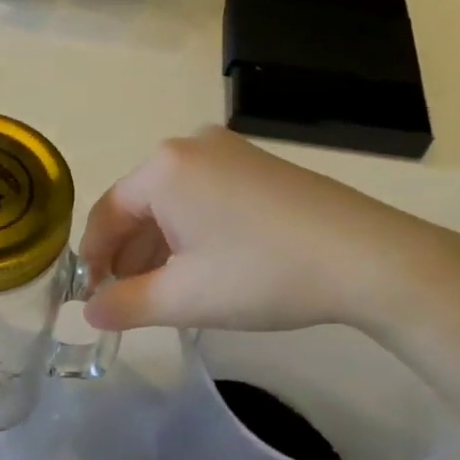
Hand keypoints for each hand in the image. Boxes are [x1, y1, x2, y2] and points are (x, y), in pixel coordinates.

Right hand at [80, 127, 459, 335]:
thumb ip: (124, 306)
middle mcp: (192, 146)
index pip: (107, 214)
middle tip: (128, 300)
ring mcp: (231, 151)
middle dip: (129, 255)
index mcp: (163, 168)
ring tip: (164, 291)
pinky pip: (205, 197)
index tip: (91, 297)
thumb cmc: (261, 275)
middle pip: (140, 205)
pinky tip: (203, 268)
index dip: (92, 259)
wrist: (369, 259)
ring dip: (160, 247)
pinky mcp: (260, 166)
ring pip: (174, 203)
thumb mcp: (183, 299)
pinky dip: (192, 232)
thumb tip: (89, 313)